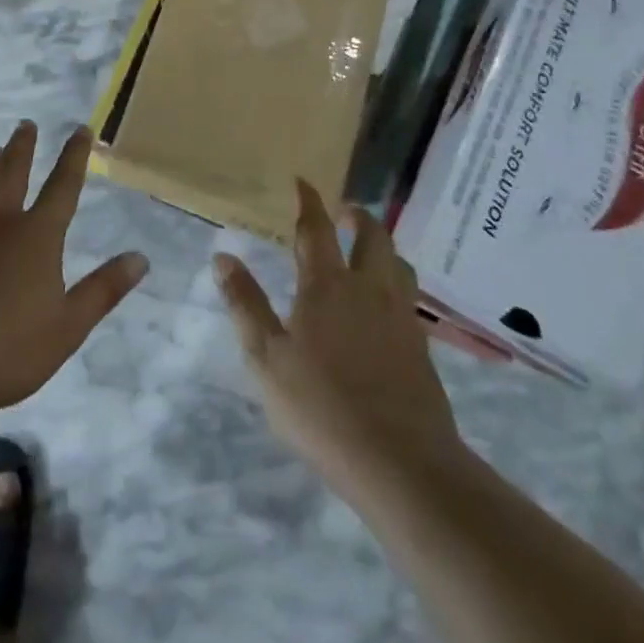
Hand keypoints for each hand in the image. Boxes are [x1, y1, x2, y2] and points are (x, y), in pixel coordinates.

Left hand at [0, 121, 148, 419]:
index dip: (75, 156)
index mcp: (37, 237)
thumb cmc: (6, 350)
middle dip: (23, 147)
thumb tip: (140, 258)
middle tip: (26, 124)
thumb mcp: (68, 327)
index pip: (63, 187)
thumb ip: (103, 290)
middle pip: (13, 174)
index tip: (81, 129)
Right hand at [215, 181, 473, 510]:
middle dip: (357, 216)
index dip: (309, 201)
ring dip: (382, 246)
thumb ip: (245, 304)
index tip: (303, 181)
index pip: (317, 229)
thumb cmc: (321, 407)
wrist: (401, 461)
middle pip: (371, 236)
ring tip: (369, 249)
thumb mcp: (266, 357)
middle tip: (344, 211)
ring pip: (397, 263)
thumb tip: (223, 256)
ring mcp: (400, 316)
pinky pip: (409, 296)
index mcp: (327, 285)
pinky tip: (386, 303)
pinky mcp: (420, 346)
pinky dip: (396, 281)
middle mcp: (368, 289)